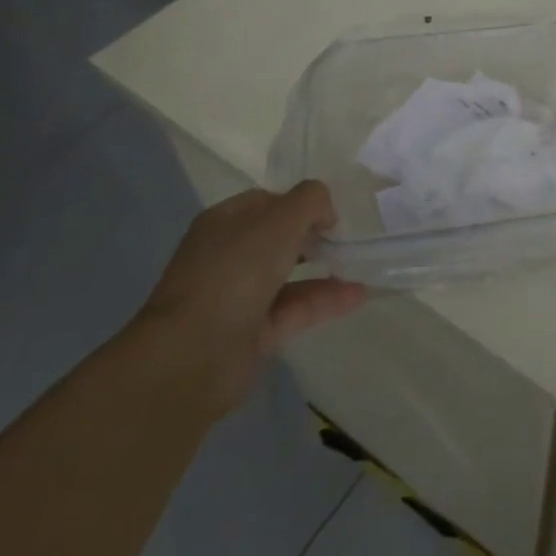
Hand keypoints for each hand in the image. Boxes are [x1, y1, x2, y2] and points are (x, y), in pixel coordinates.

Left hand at [137, 182, 366, 417]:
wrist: (193, 354)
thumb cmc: (235, 272)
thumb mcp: (280, 220)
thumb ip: (310, 201)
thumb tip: (325, 211)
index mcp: (224, 223)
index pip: (266, 202)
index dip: (299, 202)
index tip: (331, 212)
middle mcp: (227, 256)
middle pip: (277, 238)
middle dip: (312, 236)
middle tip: (347, 237)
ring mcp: (237, 296)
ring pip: (288, 276)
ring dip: (325, 269)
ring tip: (362, 264)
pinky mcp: (251, 333)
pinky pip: (295, 309)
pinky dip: (325, 301)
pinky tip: (358, 294)